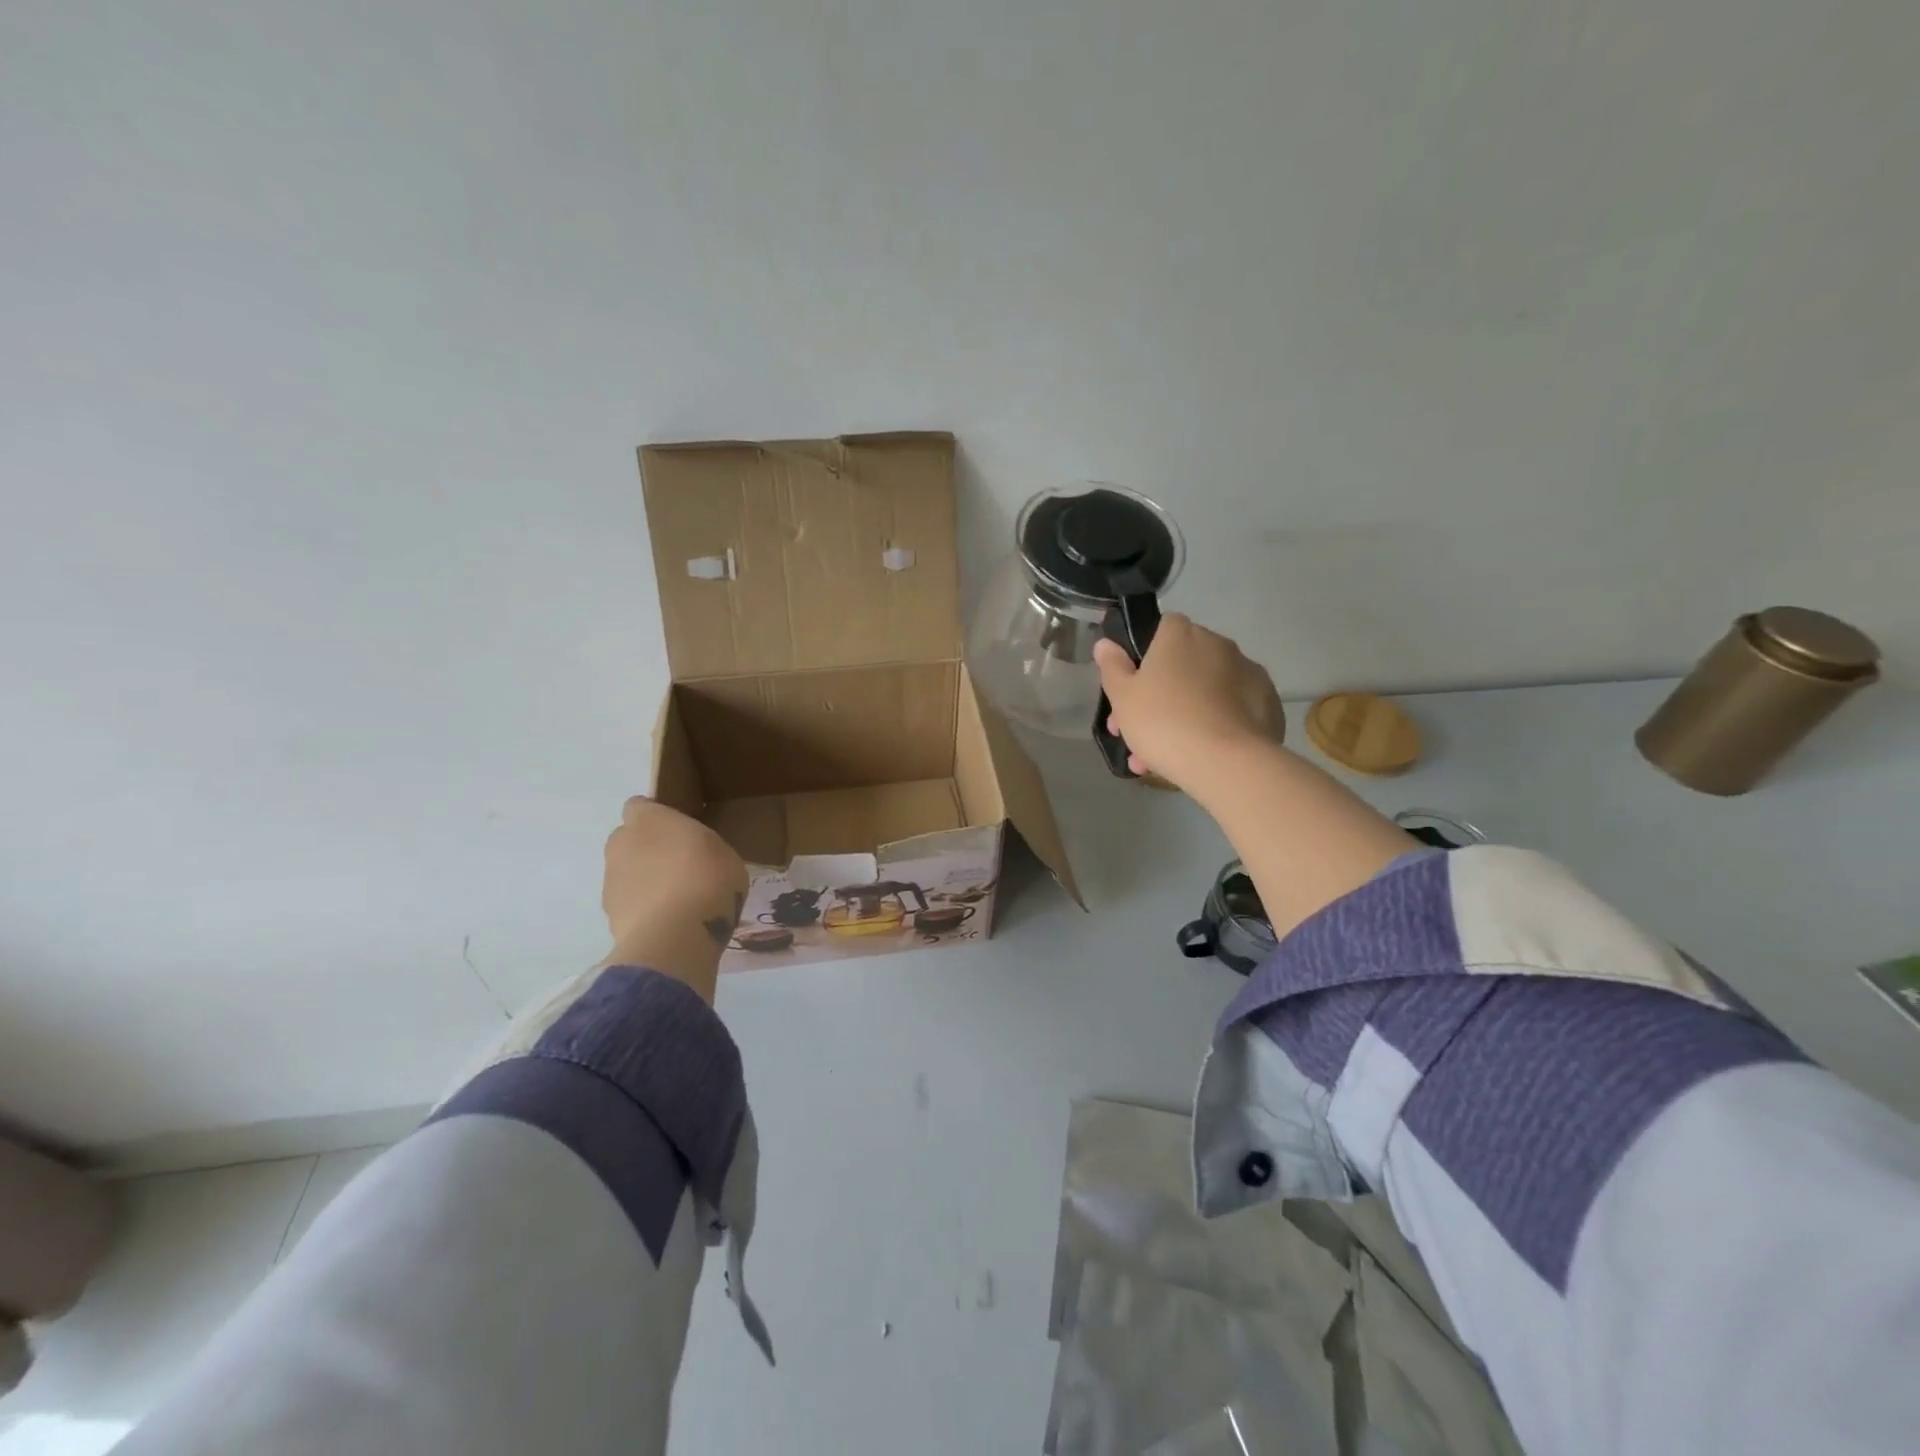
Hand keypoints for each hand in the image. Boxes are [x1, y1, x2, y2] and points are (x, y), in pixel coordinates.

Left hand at [602, 796, 748, 1001]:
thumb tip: (694, 856)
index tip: (680, 832)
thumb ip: (702, 847)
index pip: (640, 806)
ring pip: (627, 874)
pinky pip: (630, 904)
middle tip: (680, 867)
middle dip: (648, 849)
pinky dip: (644, 910)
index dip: (657, 817)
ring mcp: (611, 882)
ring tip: (678, 902)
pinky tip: (671, 924)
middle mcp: (621, 844)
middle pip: (629, 840)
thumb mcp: (723, 853)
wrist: (676, 936)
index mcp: (649, 820)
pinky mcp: (610, 916)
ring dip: (645, 882)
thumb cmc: (707, 880)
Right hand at [1093, 614, 1285, 793]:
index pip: (1161, 629)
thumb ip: (1112, 666)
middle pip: (1182, 664)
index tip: (1133, 688)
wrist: (1226, 763)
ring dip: (1185, 714)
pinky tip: (1202, 756)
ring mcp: (1249, 672)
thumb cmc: (1163, 722)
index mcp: (1181, 635)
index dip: (1144, 657)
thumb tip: (1106, 643)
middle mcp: (1218, 644)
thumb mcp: (1122, 697)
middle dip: (1161, 695)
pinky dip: (1217, 725)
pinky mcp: (1269, 703)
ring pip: (1206, 691)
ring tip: (1163, 758)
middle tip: (1140, 732)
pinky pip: (1232, 710)